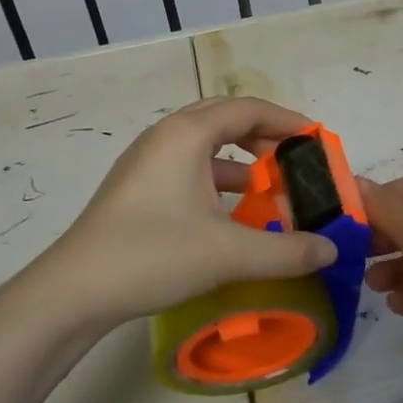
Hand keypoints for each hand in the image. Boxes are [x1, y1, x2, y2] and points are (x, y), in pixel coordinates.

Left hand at [31, 97, 337, 328]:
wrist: (72, 293)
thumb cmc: (152, 255)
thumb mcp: (228, 254)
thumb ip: (287, 251)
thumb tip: (330, 249)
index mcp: (187, 135)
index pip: (247, 109)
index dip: (286, 120)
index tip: (317, 140)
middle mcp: (165, 137)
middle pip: (225, 118)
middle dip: (264, 134)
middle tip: (296, 158)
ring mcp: (146, 162)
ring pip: (204, 144)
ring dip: (240, 157)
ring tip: (270, 184)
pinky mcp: (137, 188)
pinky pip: (188, 166)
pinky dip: (217, 177)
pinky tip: (232, 211)